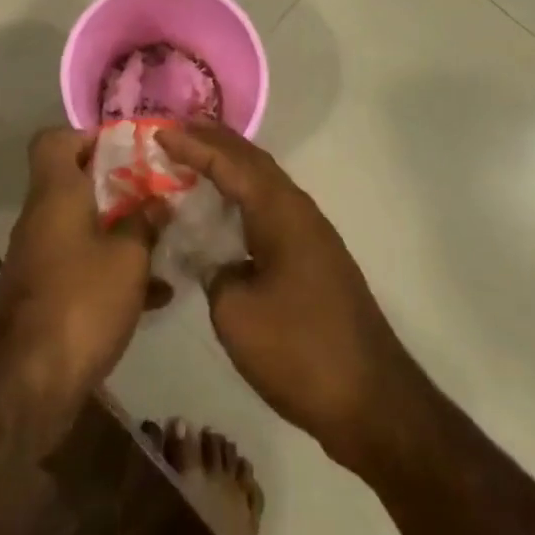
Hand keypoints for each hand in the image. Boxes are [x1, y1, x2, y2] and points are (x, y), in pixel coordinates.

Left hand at [0, 129, 167, 401]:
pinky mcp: (47, 293)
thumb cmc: (81, 299)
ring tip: (164, 241)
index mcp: (55, 192)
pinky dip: (113, 270)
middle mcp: (42, 216)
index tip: (126, 150)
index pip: (54, 140)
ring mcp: (41, 256)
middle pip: (76, 183)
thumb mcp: (128, 257)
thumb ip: (145, 223)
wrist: (30, 382)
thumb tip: (158, 202)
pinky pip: (83, 265)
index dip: (87, 137)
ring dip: (120, 230)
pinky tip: (155, 293)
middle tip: (156, 194)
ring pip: (83, 226)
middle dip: (118, 187)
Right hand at [156, 123, 422, 472]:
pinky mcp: (314, 258)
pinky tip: (226, 210)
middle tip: (176, 131)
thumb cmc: (300, 351)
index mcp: (279, 211)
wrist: (374, 403)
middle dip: (214, 142)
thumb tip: (214, 259)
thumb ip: (213, 271)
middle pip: (251, 161)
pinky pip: (270, 207)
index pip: (229, 163)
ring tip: (195, 158)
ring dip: (230, 166)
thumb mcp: (236, 313)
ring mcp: (311, 233)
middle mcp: (298, 210)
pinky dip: (243, 195)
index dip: (193, 145)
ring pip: (264, 183)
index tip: (160, 132)